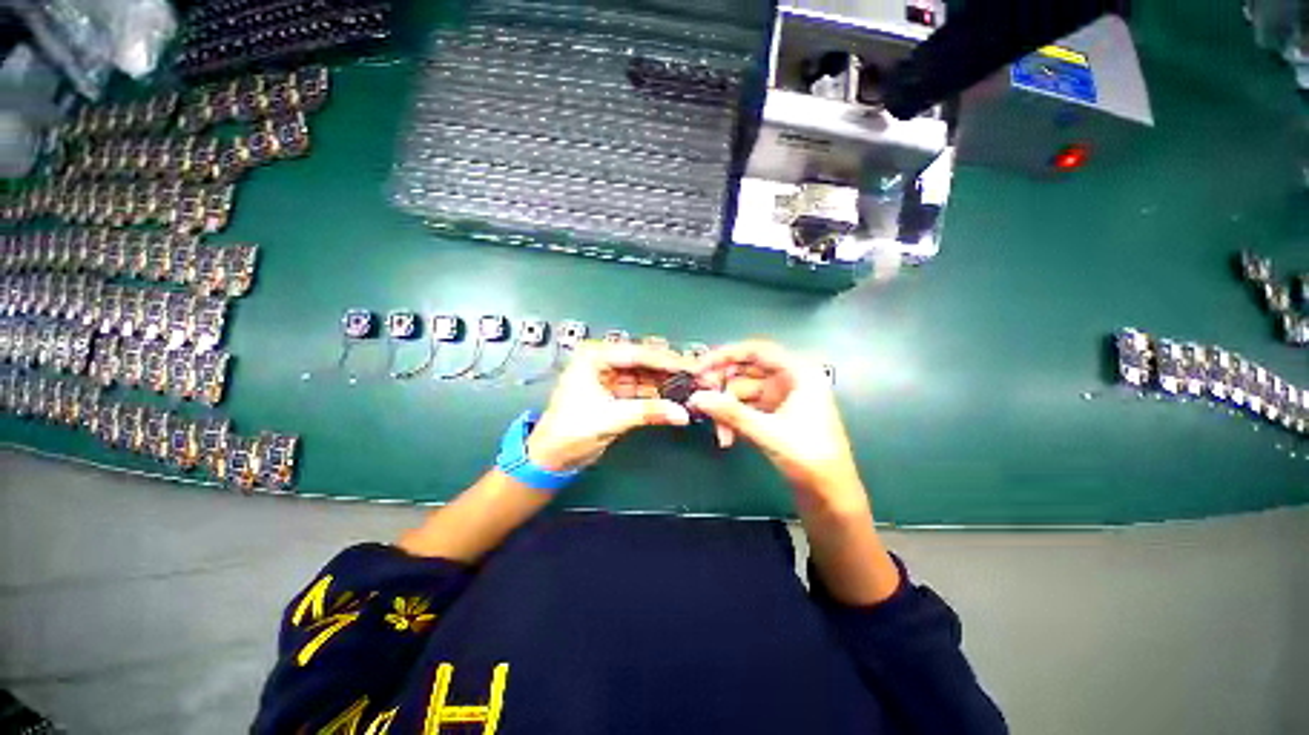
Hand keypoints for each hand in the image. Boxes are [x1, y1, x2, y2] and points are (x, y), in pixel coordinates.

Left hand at [526, 342, 692, 472]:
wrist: (552, 457)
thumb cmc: (568, 431)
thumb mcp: (611, 418)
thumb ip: (648, 412)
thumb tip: (680, 412)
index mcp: (593, 356)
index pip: (637, 353)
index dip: (666, 360)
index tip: (690, 366)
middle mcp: (601, 360)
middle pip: (643, 360)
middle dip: (669, 369)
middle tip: (695, 374)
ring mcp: (609, 376)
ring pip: (645, 374)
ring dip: (666, 381)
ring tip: (690, 385)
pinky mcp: (615, 392)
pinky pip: (642, 388)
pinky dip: (658, 393)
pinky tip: (674, 396)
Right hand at [689, 341, 864, 508]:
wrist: (830, 494)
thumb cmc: (809, 457)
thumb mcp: (768, 432)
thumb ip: (730, 413)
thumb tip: (697, 398)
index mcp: (799, 373)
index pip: (757, 350)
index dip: (726, 355)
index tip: (701, 366)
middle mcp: (790, 380)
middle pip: (746, 372)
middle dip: (722, 388)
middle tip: (701, 399)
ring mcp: (781, 397)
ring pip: (743, 393)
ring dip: (727, 411)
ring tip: (720, 434)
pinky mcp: (775, 414)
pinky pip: (746, 409)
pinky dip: (734, 420)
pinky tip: (727, 438)